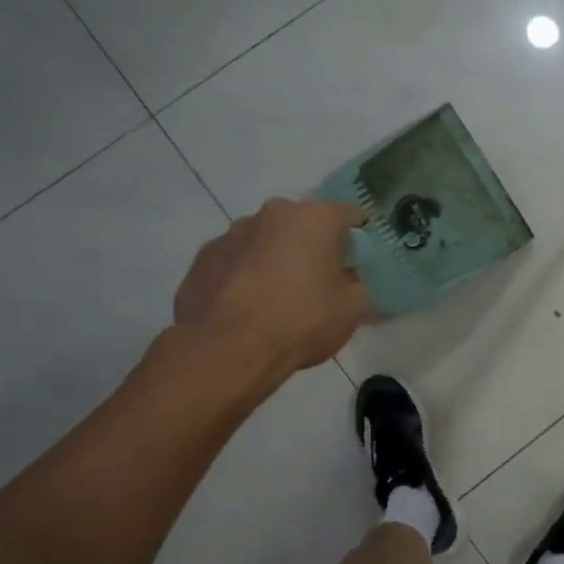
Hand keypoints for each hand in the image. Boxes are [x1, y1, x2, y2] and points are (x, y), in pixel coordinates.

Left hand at [173, 199, 370, 374]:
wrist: (227, 350)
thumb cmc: (301, 321)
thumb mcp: (354, 308)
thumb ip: (357, 284)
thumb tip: (347, 279)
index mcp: (316, 217)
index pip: (352, 215)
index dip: (360, 240)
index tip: (359, 265)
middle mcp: (274, 213)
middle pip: (305, 224)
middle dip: (314, 247)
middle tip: (320, 283)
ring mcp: (232, 232)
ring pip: (267, 240)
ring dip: (277, 258)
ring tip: (278, 298)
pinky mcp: (203, 257)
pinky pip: (236, 260)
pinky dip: (245, 275)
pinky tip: (247, 306)